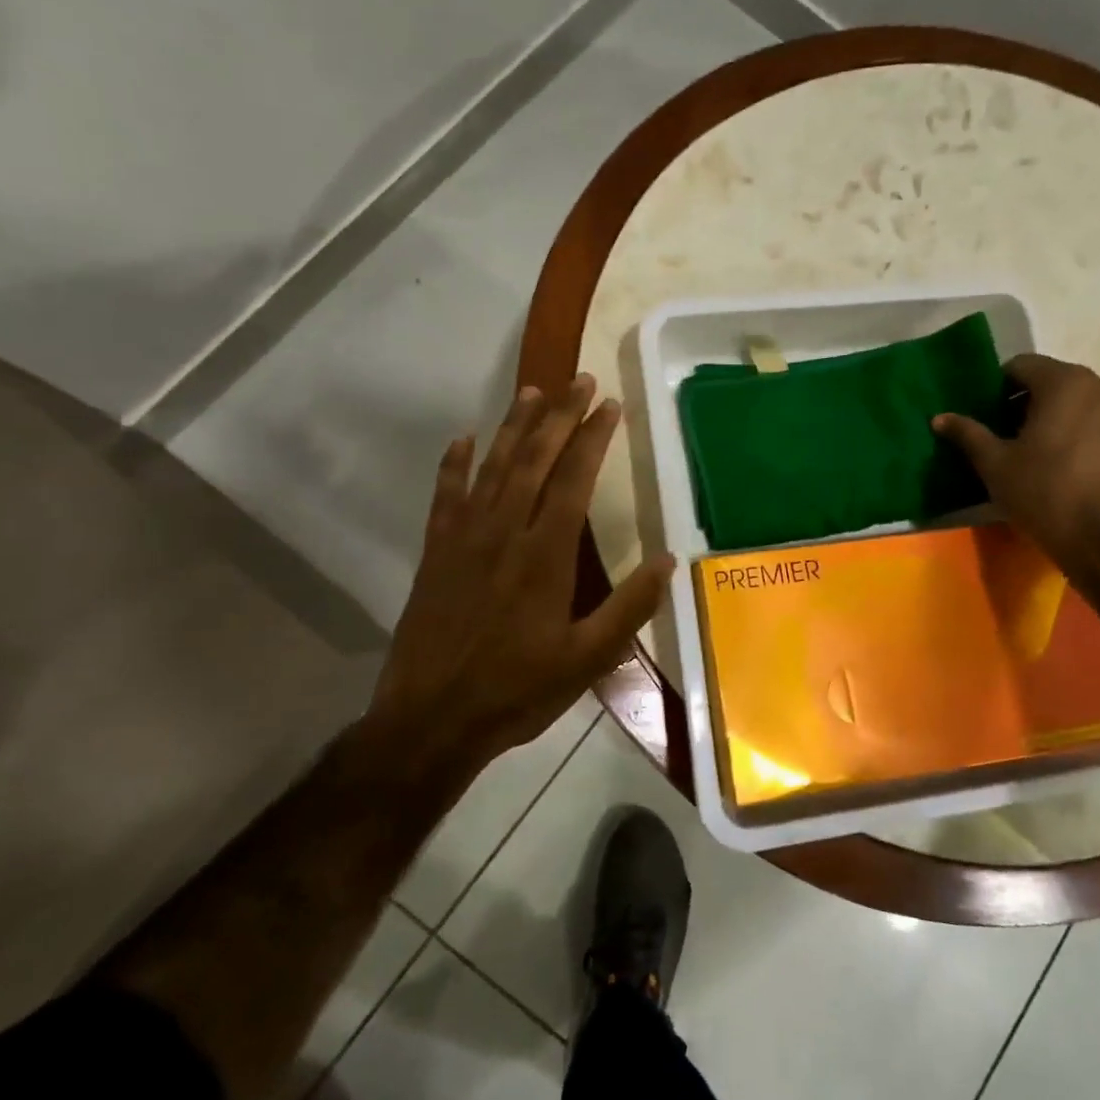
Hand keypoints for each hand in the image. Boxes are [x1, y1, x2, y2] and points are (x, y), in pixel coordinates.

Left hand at [371, 375, 674, 764]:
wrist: (431, 719)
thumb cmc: (516, 691)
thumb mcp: (587, 661)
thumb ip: (629, 608)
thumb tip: (668, 560)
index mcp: (545, 555)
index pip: (573, 480)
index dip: (593, 438)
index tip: (609, 405)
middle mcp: (503, 533)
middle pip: (533, 460)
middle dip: (559, 416)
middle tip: (579, 380)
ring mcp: (463, 539)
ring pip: (492, 468)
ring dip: (513, 427)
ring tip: (532, 392)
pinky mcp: (435, 553)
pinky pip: (445, 496)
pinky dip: (454, 464)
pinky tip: (462, 439)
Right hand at [933, 354, 1099, 590]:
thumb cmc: (1049, 496)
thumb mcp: (996, 467)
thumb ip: (968, 435)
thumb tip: (940, 417)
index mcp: (1067, 382)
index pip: (1022, 366)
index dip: (998, 388)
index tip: (987, 416)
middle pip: (1058, 384)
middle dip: (1031, 405)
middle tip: (1011, 440)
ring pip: (1088, 405)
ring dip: (1064, 421)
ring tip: (1047, 457)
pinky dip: (1091, 437)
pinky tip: (1078, 470)